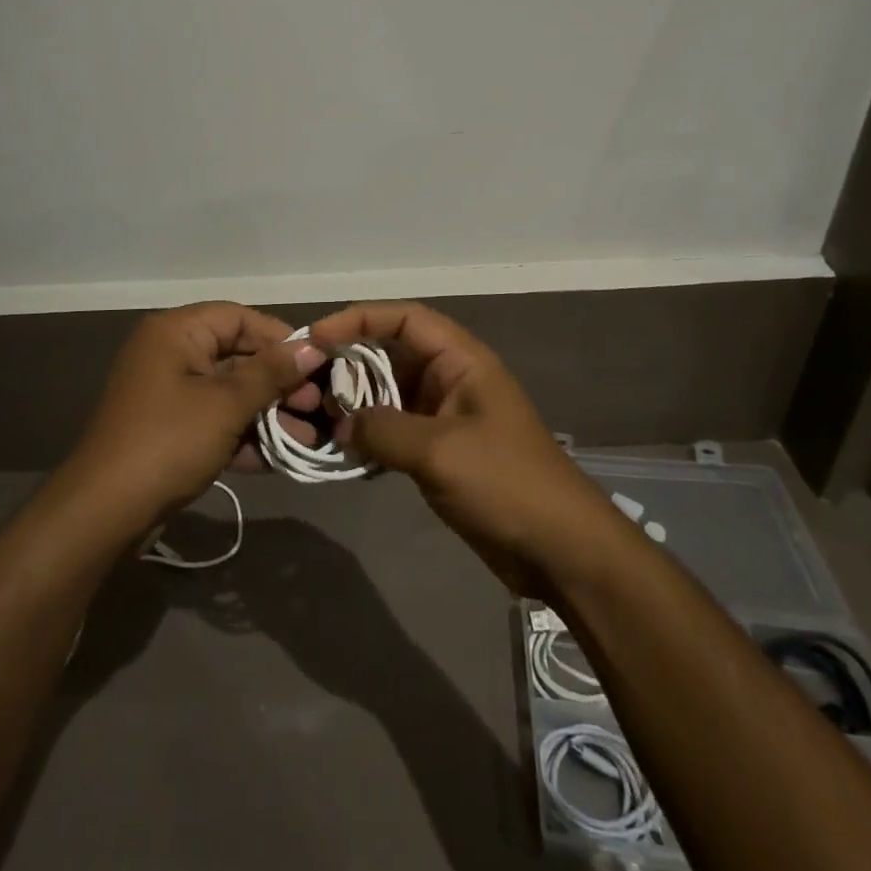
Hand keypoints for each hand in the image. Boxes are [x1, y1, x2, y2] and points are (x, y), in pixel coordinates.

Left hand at [62, 303, 326, 530]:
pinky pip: (216, 421)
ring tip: (308, 436)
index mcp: (177, 333)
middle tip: (317, 404)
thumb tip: (313, 347)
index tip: (317, 362)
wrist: (105, 513)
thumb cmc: (169, 442)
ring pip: (230, 393)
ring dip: (268, 414)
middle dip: (279, 382)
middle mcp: (171, 355)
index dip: (279, 337)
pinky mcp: (171, 431)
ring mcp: (169, 395)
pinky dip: (245, 435)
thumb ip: (271, 373)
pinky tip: (281, 457)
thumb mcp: (226, 404)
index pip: (238, 318)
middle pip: (237, 356)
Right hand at [310, 302, 614, 597]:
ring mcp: (445, 417)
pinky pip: (395, 430)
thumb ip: (382, 429)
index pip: (404, 319)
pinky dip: (369, 436)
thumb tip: (341, 424)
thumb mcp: (439, 451)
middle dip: (350, 365)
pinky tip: (344, 452)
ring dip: (356, 404)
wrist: (561, 551)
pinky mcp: (440, 451)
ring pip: (389, 394)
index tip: (316, 339)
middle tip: (309, 386)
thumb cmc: (506, 483)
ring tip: (319, 420)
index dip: (358, 319)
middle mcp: (451, 379)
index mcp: (461, 361)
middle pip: (391, 354)